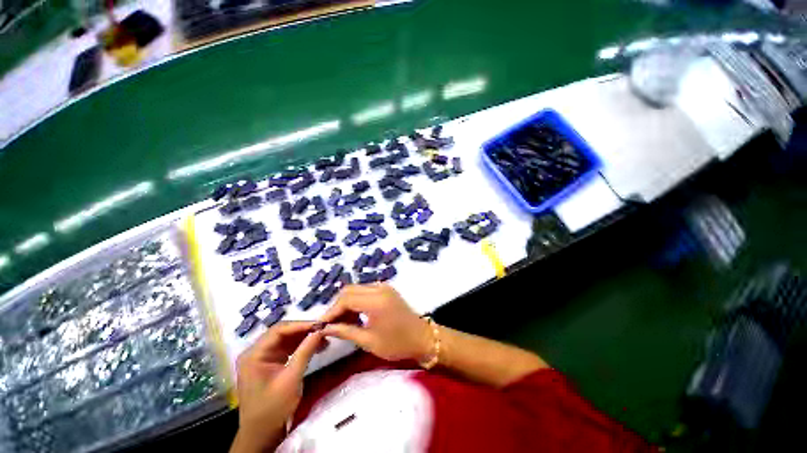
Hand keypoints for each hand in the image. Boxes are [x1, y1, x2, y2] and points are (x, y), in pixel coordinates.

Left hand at [231, 322, 324, 452]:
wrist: (261, 431)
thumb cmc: (274, 407)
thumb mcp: (291, 380)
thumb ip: (304, 354)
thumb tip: (319, 333)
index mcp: (254, 353)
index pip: (277, 331)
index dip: (300, 326)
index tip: (321, 325)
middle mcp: (253, 353)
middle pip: (278, 336)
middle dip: (301, 333)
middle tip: (325, 333)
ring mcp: (257, 361)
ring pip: (280, 345)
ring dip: (299, 342)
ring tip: (322, 341)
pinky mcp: (264, 369)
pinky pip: (280, 355)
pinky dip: (294, 352)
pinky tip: (310, 351)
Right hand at [319, 284, 431, 361]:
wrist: (425, 340)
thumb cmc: (398, 344)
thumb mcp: (369, 341)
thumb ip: (345, 331)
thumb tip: (324, 328)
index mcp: (375, 301)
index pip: (344, 300)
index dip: (331, 312)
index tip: (321, 325)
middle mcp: (379, 289)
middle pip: (348, 291)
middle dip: (337, 307)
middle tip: (330, 324)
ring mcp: (384, 288)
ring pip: (355, 290)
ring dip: (346, 304)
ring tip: (340, 323)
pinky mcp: (387, 291)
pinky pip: (365, 292)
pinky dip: (356, 302)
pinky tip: (354, 317)